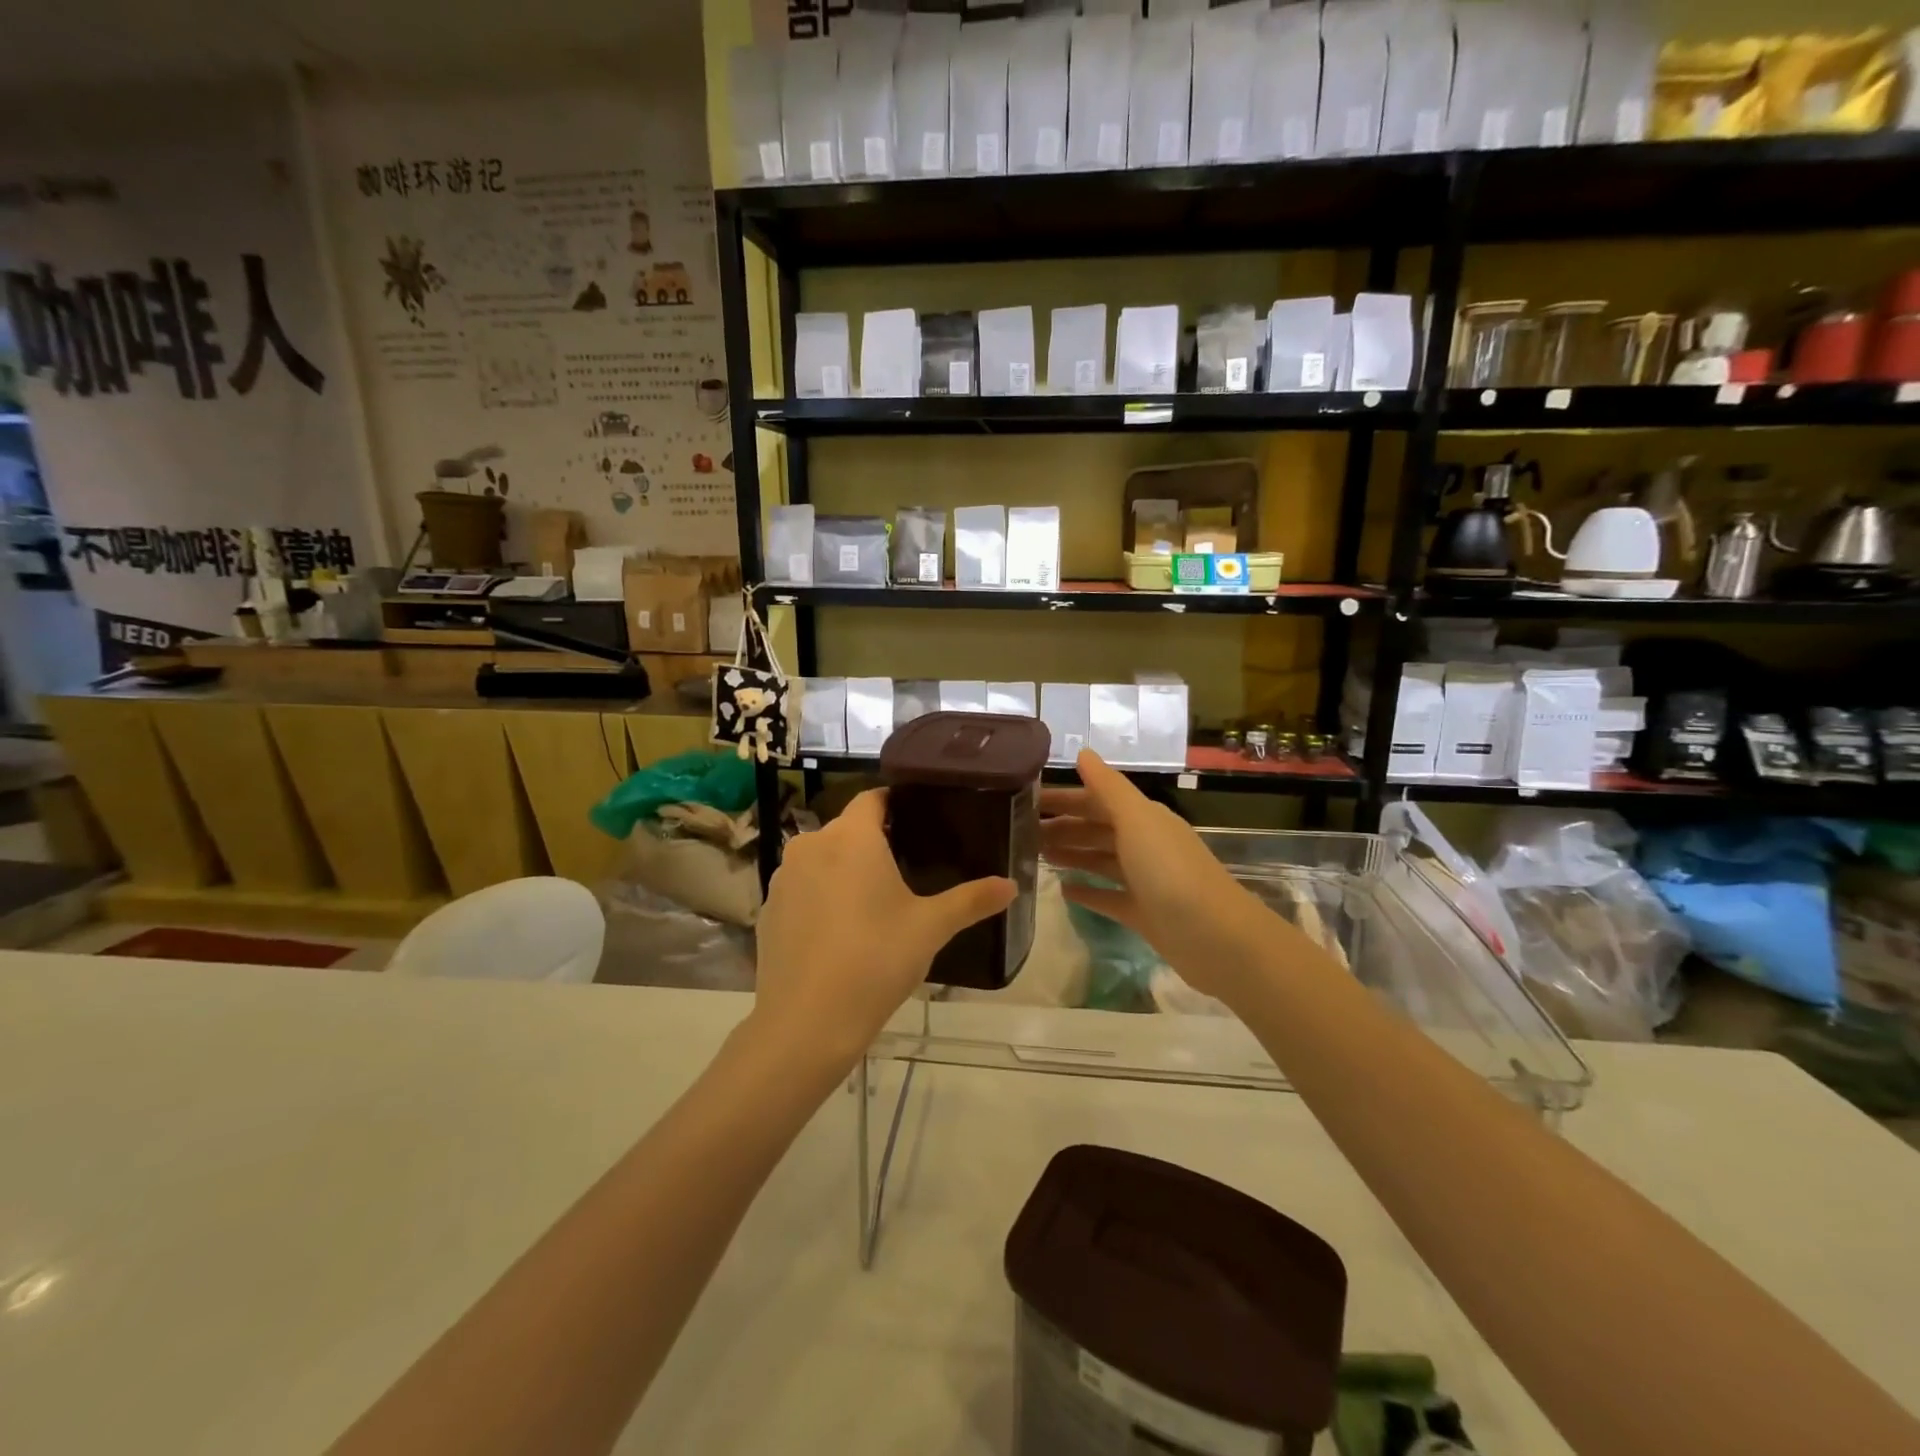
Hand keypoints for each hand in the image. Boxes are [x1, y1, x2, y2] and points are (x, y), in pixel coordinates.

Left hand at [750, 789, 1013, 1075]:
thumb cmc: (876, 960)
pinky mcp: (768, 909)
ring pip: (822, 858)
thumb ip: (972, 900)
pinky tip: (838, 932)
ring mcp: (783, 877)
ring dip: (844, 870)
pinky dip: (820, 897)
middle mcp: (811, 844)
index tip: (919, 821)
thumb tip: (1012, 885)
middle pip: (848, 829)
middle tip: (907, 869)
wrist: (806, 1022)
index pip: (873, 798)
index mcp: (852, 837)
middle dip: (874, 842)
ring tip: (873, 902)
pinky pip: (802, 888)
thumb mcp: (931, 928)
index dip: (895, 804)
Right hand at [1040, 750, 1283, 1006]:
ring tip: (1036, 856)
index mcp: (1144, 818)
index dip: (1065, 798)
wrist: (1214, 937)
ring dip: (1072, 855)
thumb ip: (1108, 787)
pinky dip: (1087, 892)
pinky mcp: (1144, 914)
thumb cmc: (1169, 870)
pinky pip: (1109, 898)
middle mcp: (1145, 844)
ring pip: (1101, 861)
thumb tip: (1083, 752)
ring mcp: (1146, 880)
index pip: (1097, 799)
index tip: (1027, 802)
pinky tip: (1063, 891)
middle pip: (1097, 829)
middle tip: (1022, 833)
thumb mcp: (1136, 820)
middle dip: (1063, 827)